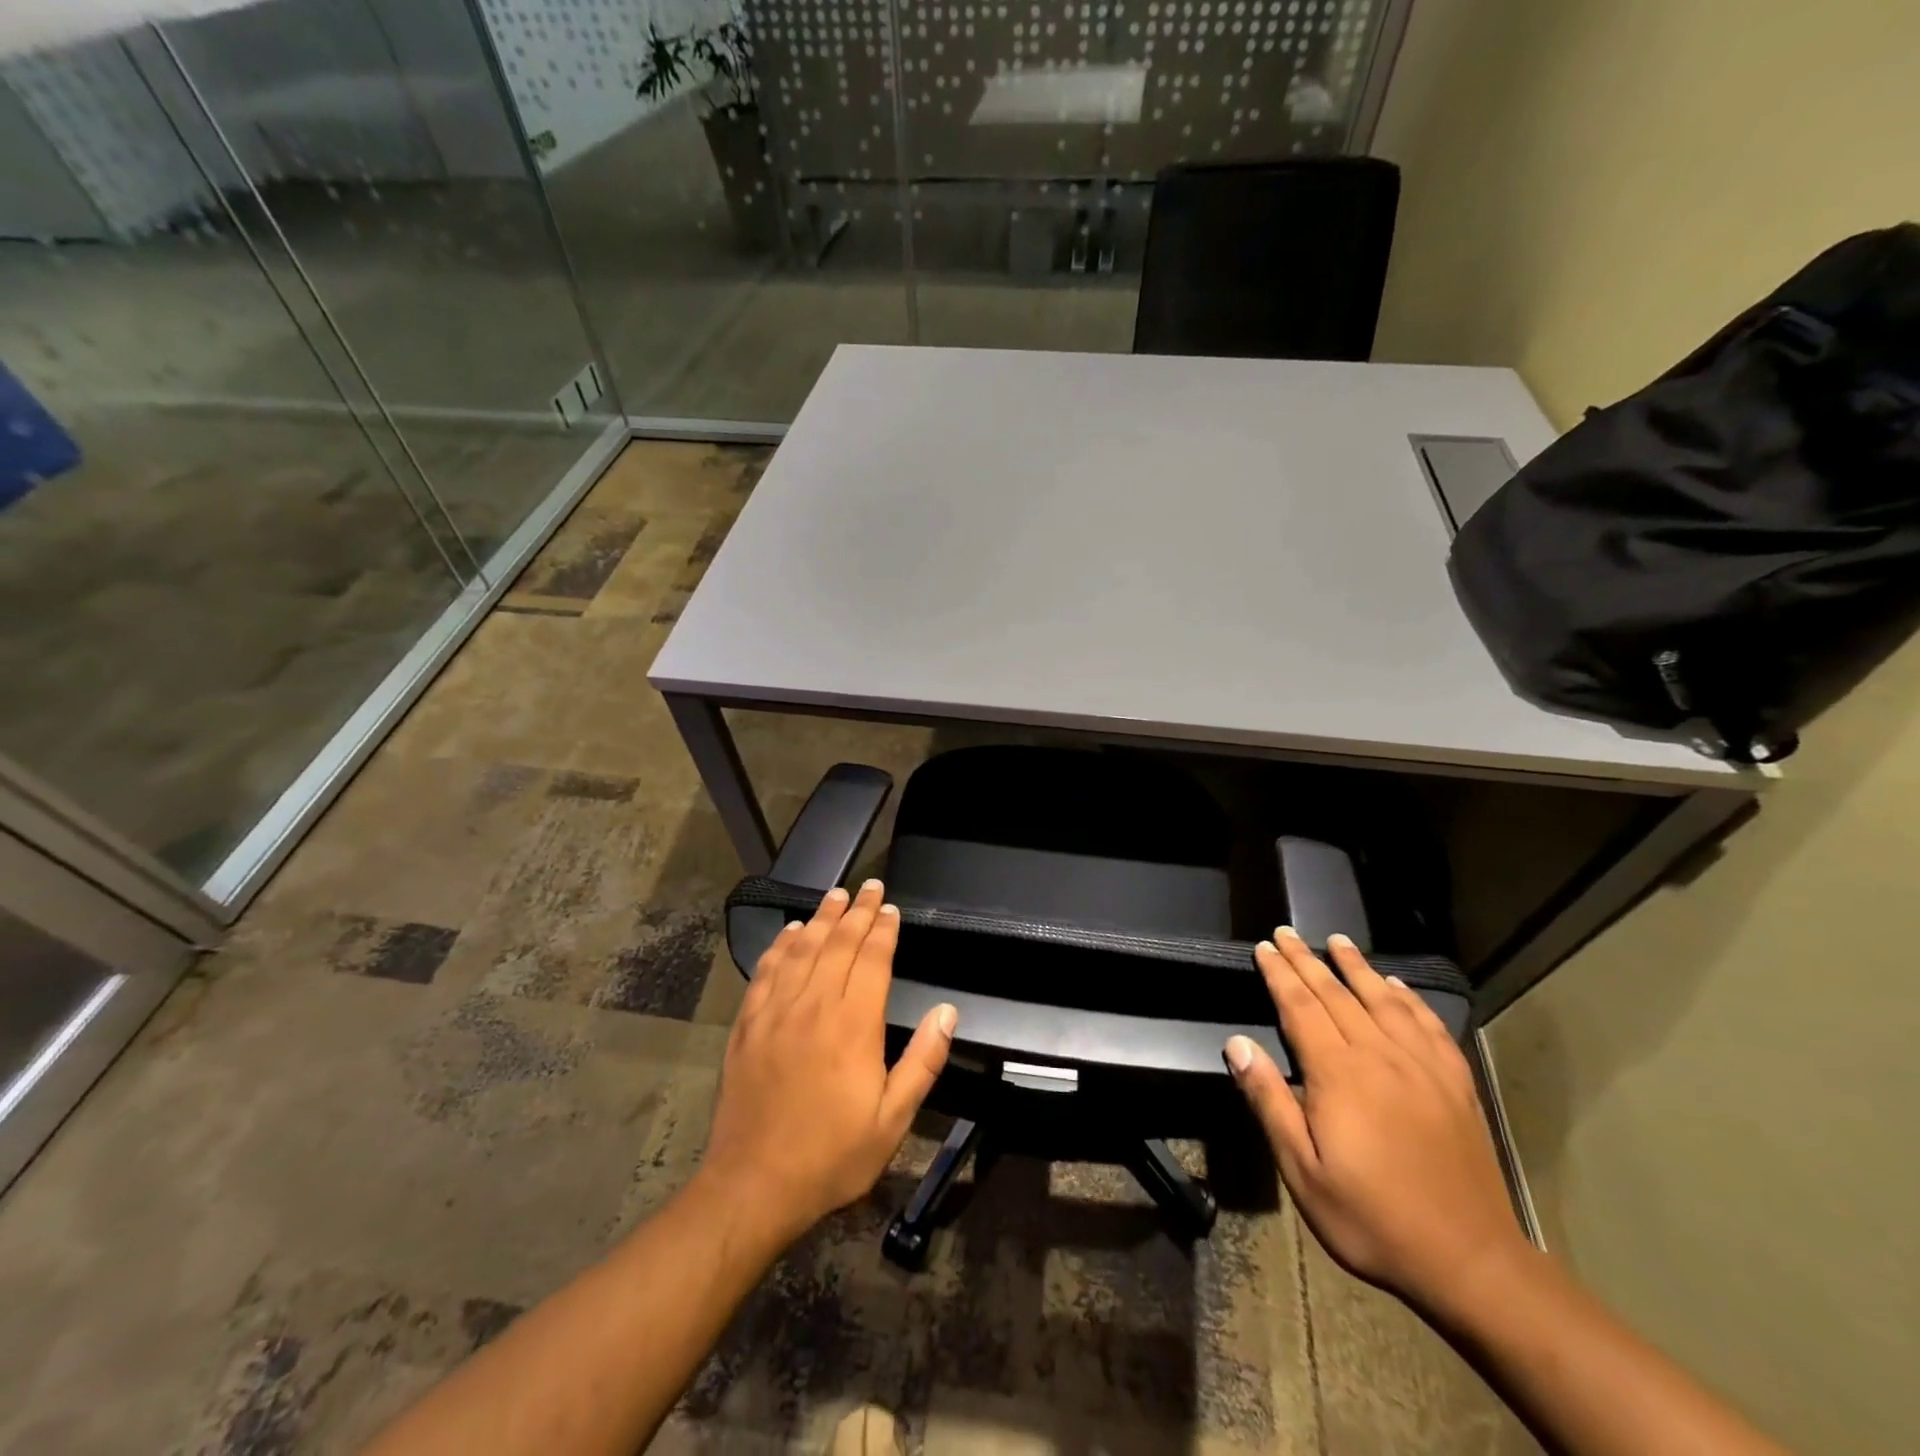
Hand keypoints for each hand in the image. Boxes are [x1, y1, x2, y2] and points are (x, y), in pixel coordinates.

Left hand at [699, 880, 956, 1246]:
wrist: (754, 1185)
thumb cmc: (832, 1155)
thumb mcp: (892, 1119)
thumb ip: (923, 1061)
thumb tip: (947, 1011)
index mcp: (853, 1025)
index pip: (871, 961)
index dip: (883, 930)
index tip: (890, 908)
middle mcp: (814, 1006)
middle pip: (838, 945)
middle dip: (857, 912)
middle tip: (869, 886)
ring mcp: (776, 1012)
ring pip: (802, 950)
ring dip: (820, 918)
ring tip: (835, 895)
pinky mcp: (748, 1025)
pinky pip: (766, 972)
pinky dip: (780, 946)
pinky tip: (789, 932)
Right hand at [1224, 927, 1528, 1315]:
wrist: (1471, 1263)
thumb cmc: (1371, 1218)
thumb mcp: (1302, 1170)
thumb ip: (1269, 1101)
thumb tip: (1238, 1043)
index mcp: (1339, 1073)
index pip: (1301, 1007)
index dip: (1280, 974)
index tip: (1264, 947)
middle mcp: (1380, 1056)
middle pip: (1337, 994)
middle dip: (1308, 960)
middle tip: (1287, 933)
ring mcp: (1423, 1067)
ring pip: (1383, 1000)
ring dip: (1357, 967)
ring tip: (1338, 941)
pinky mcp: (1456, 1084)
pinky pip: (1429, 1026)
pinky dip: (1410, 999)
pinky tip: (1398, 987)